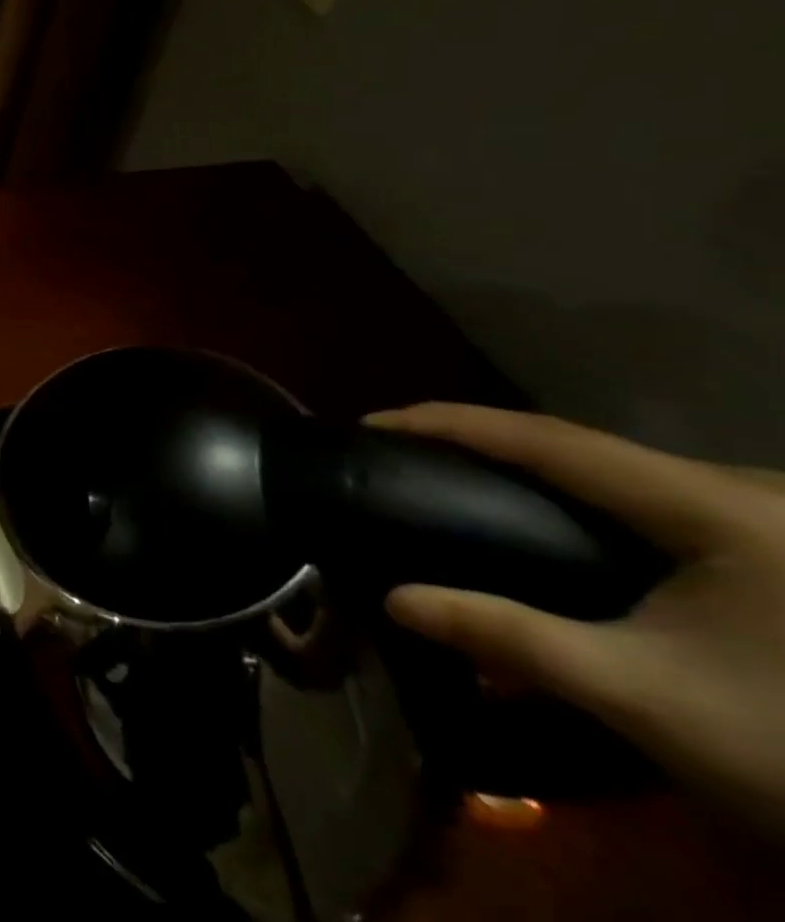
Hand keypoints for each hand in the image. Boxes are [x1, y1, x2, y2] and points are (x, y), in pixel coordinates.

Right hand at [370, 403, 784, 839]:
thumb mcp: (640, 695)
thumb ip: (510, 637)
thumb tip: (392, 600)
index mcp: (710, 507)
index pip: (545, 437)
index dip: (449, 422)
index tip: (372, 421)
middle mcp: (741, 489)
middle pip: (579, 443)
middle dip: (483, 440)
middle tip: (409, 455)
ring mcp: (765, 514)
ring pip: (616, 465)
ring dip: (530, 463)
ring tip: (460, 475)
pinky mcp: (775, 541)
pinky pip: (648, 491)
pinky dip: (580, 490)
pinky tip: (555, 514)